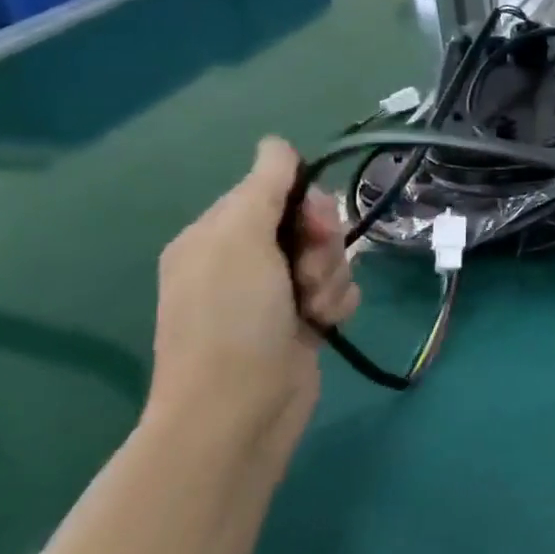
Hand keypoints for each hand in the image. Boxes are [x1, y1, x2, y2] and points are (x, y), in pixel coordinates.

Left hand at [149, 138, 358, 449]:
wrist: (239, 410)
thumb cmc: (233, 318)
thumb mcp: (239, 238)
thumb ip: (264, 185)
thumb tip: (276, 143)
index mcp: (217, 234)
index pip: (277, 190)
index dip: (306, 202)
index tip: (313, 224)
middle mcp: (243, 259)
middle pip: (310, 223)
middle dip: (323, 244)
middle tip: (309, 271)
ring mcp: (273, 294)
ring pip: (330, 257)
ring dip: (332, 277)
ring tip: (313, 308)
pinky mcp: (301, 321)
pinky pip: (338, 290)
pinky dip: (337, 303)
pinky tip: (323, 324)